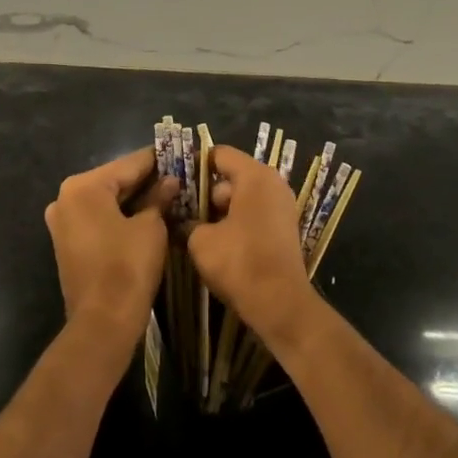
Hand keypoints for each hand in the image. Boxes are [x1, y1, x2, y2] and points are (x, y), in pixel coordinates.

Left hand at [44, 147, 176, 349]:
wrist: (102, 323)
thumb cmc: (127, 267)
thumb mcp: (151, 227)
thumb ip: (159, 198)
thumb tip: (170, 182)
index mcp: (84, 186)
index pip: (128, 164)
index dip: (158, 160)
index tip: (181, 152)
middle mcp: (66, 198)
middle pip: (115, 181)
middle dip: (147, 180)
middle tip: (179, 175)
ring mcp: (63, 222)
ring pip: (107, 201)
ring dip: (135, 199)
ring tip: (169, 194)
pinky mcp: (68, 243)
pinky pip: (99, 219)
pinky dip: (121, 216)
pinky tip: (148, 215)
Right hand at [183, 147, 315, 343]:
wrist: (279, 303)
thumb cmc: (239, 262)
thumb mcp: (201, 240)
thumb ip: (189, 222)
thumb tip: (184, 221)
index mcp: (255, 176)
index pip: (220, 154)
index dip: (194, 163)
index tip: (173, 177)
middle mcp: (273, 183)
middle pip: (231, 176)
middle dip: (206, 192)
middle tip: (180, 209)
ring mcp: (282, 206)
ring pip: (242, 197)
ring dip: (219, 210)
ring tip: (195, 228)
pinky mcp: (283, 228)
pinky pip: (254, 213)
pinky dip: (236, 221)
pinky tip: (217, 241)